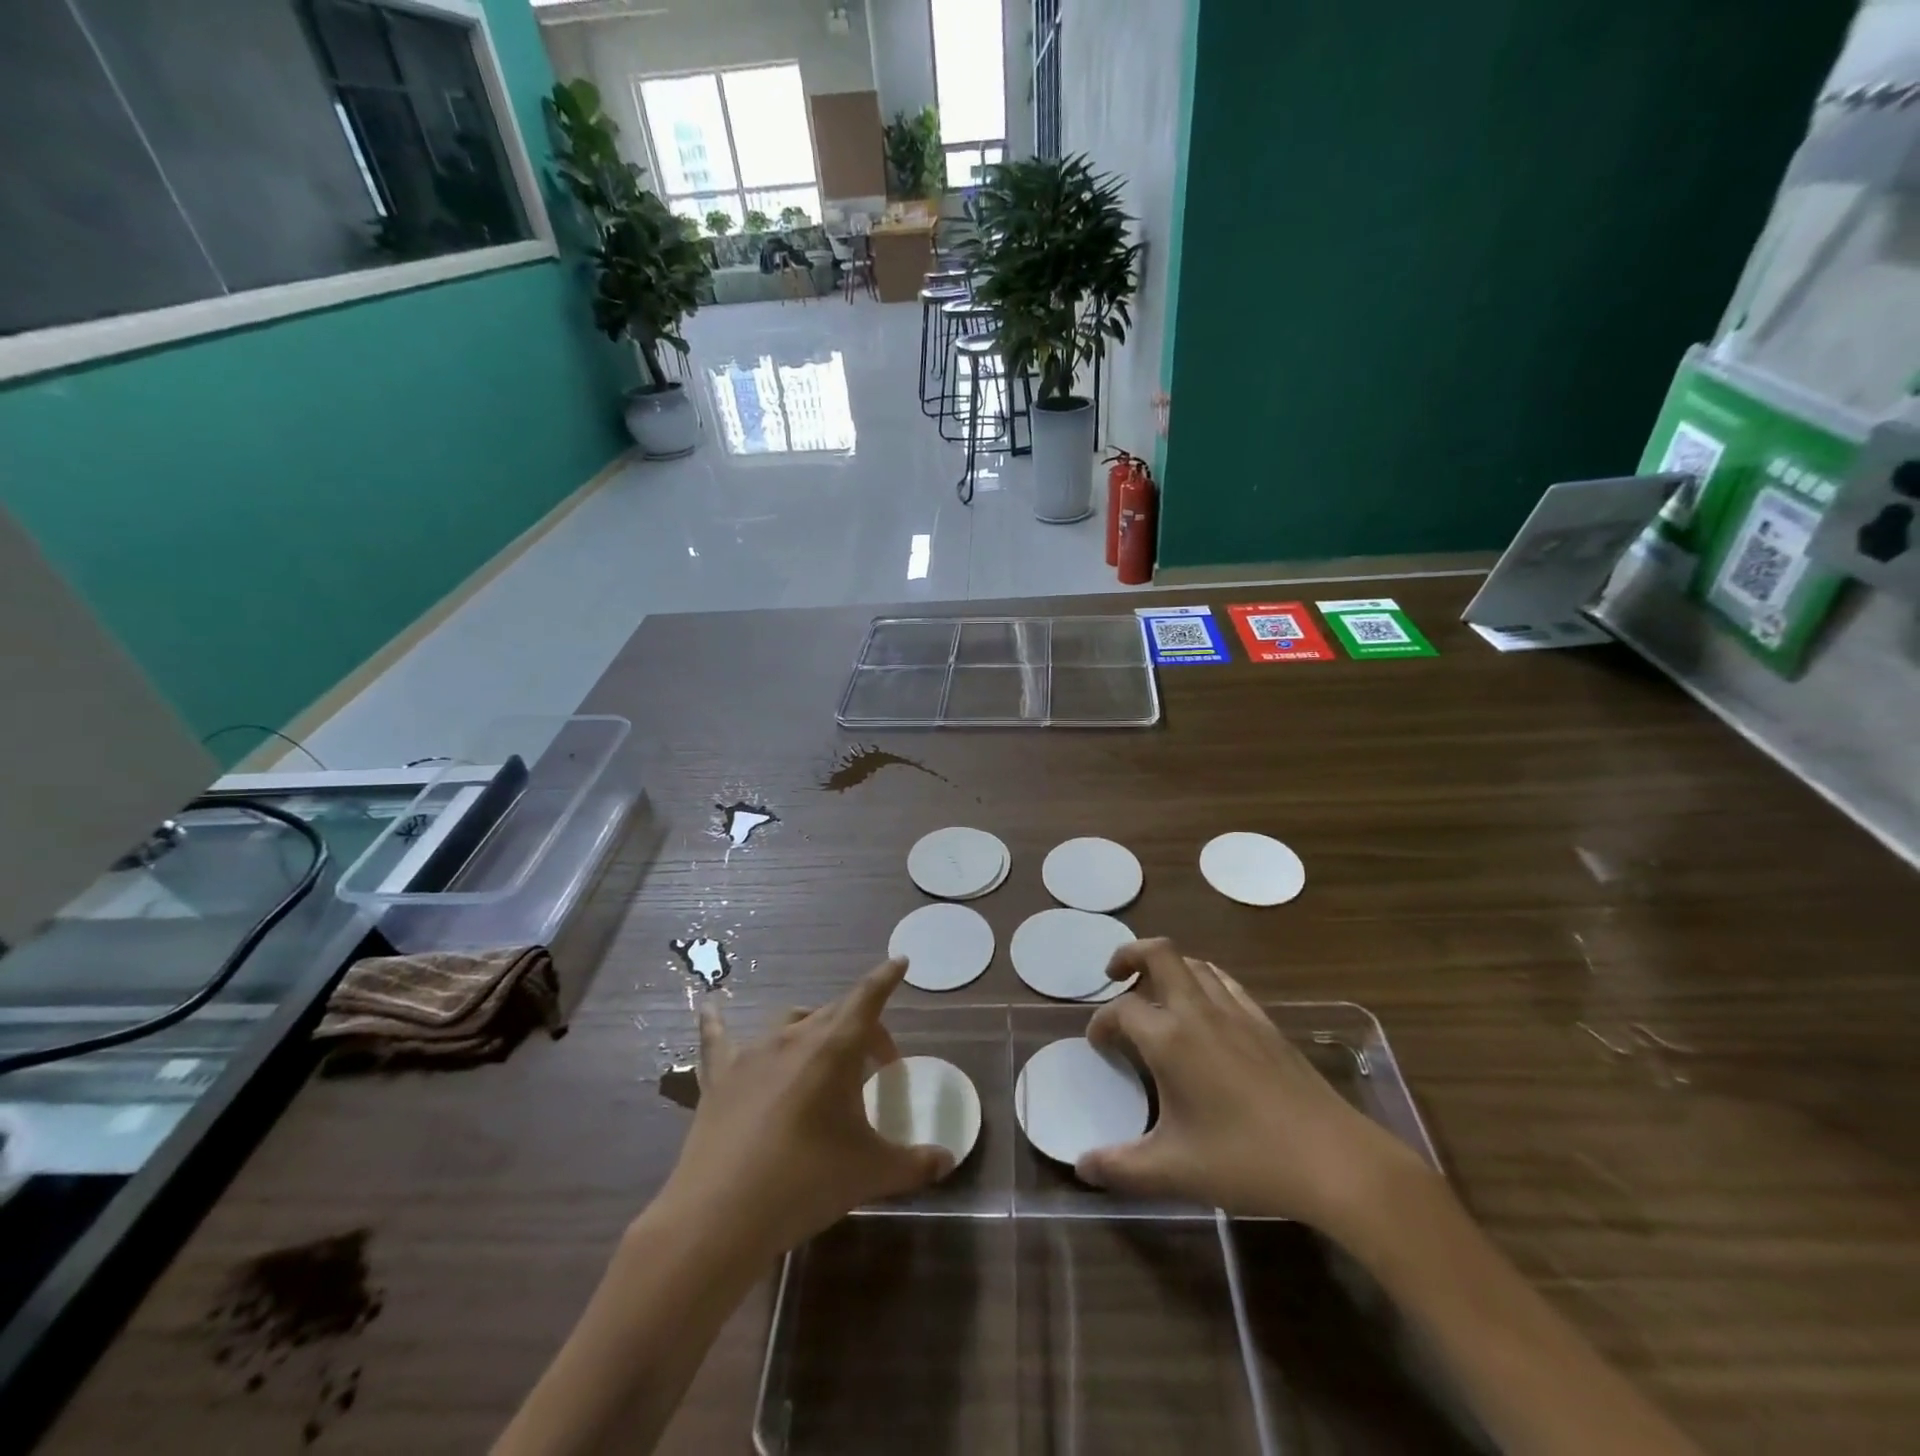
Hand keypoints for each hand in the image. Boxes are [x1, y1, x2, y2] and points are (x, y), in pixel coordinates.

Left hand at [659, 957, 952, 1259]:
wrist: (721, 1216)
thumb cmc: (806, 1183)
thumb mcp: (869, 1173)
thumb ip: (913, 1163)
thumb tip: (947, 1160)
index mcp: (835, 1049)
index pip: (868, 999)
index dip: (886, 979)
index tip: (900, 962)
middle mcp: (795, 1037)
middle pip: (836, 1013)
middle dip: (862, 1026)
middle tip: (877, 1061)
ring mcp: (753, 1053)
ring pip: (790, 1021)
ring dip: (813, 1027)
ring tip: (823, 1052)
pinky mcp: (719, 1076)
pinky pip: (718, 1037)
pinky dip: (717, 1020)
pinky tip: (707, 1005)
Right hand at [1075, 939, 1431, 1236]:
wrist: (1333, 1159)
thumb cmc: (1246, 1160)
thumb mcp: (1174, 1171)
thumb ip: (1121, 1167)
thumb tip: (1082, 1167)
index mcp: (1170, 1038)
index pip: (1120, 1010)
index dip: (1101, 1023)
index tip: (1098, 1046)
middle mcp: (1198, 1011)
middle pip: (1159, 953)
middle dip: (1130, 955)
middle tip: (1115, 976)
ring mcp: (1236, 1012)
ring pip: (1194, 963)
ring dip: (1167, 967)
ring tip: (1155, 993)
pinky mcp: (1265, 1023)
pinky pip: (1225, 982)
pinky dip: (1202, 981)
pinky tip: (1204, 1011)